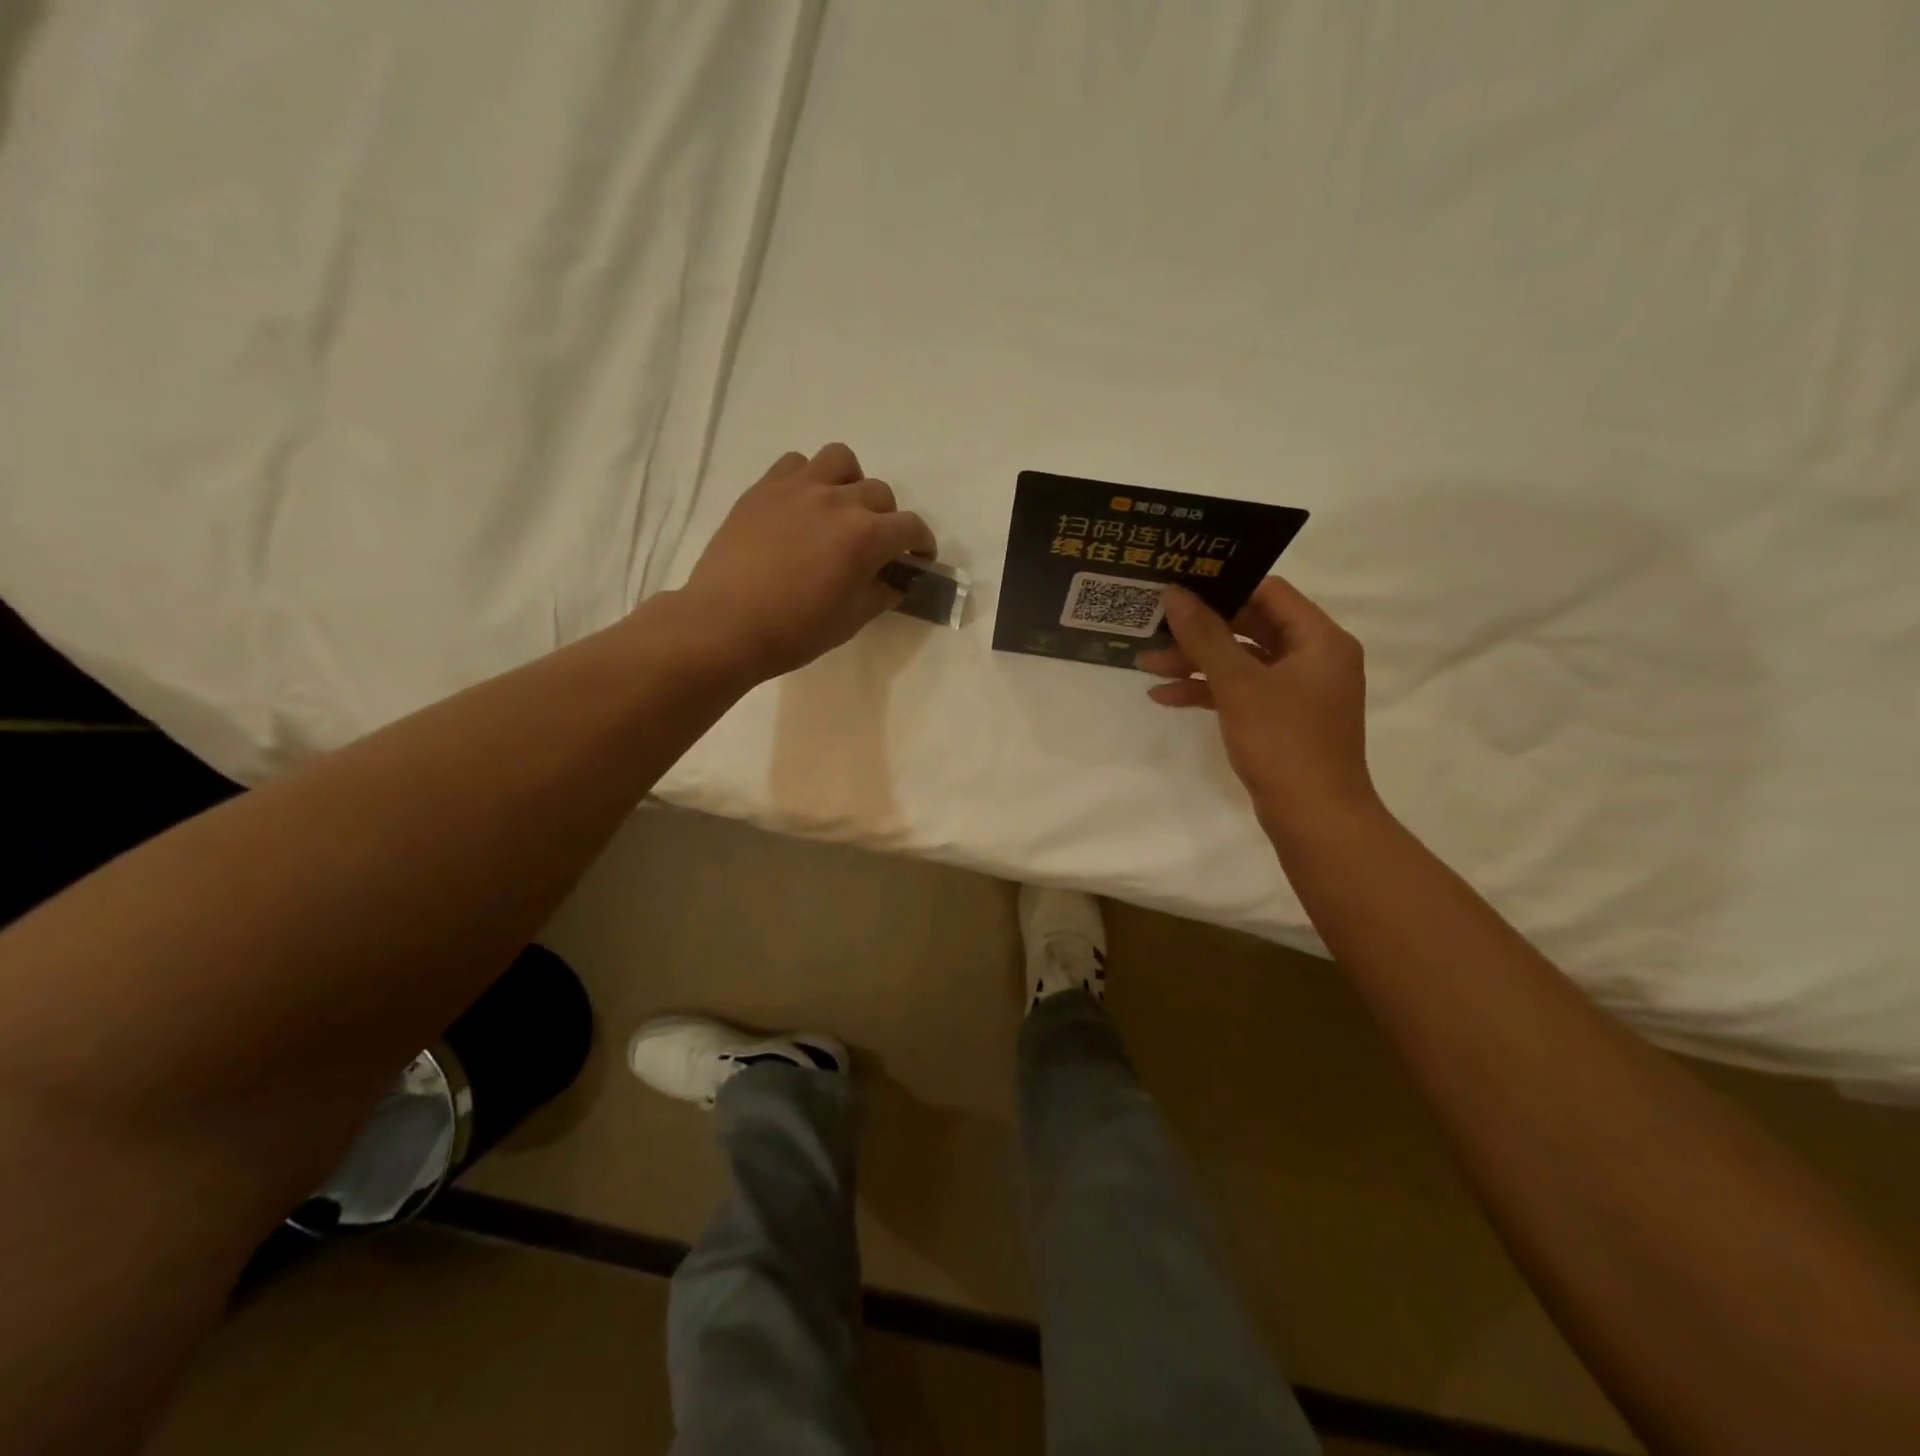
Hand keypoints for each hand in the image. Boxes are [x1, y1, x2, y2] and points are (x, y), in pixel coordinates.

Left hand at [676, 444, 936, 680]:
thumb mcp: (850, 621)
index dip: (921, 543)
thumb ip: (881, 594)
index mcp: (866, 537)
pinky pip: (797, 463)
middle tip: (875, 545)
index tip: (918, 558)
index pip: (910, 527)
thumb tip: (895, 581)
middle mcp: (838, 501)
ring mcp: (799, 488)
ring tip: (840, 509)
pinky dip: (809, 478)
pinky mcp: (765, 487)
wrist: (725, 625)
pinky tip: (802, 505)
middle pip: (880, 493)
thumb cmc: (794, 631)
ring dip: (851, 482)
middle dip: (887, 519)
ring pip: (841, 460)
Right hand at [1139, 580, 1375, 826]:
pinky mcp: (1280, 719)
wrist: (1313, 818)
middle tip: (1156, 626)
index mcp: (1320, 640)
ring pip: (1240, 662)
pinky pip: (1240, 692)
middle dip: (1200, 631)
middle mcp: (1313, 658)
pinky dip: (1207, 692)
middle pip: (1251, 627)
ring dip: (1196, 663)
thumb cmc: (1283, 742)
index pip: (1270, 593)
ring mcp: (1297, 691)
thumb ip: (1205, 635)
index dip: (1225, 587)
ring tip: (1147, 665)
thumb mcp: (1238, 684)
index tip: (1181, 587)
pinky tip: (1165, 697)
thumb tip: (1175, 593)